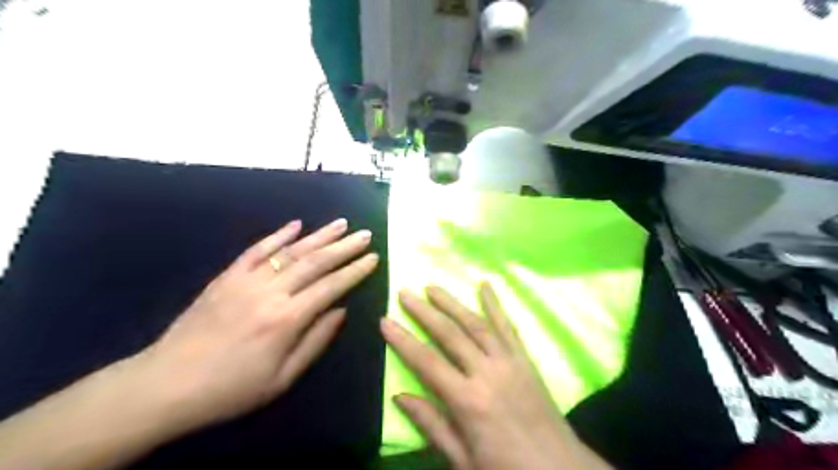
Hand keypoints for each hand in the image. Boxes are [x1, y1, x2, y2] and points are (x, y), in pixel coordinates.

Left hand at [136, 218, 378, 434]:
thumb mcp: (283, 378)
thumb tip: (341, 310)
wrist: (166, 385)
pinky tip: (296, 224)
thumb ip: (316, 341)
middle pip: (315, 262)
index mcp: (287, 319)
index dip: (355, 270)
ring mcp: (246, 280)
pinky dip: (278, 235)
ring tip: (341, 224)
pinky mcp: (226, 277)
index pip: (331, 286)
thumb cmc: (231, 389)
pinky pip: (256, 250)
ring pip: (290, 251)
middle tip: (365, 235)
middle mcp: (270, 293)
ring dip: (319, 235)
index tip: (373, 258)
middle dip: (344, 247)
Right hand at [382, 282, 613, 469]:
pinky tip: (485, 285)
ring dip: (452, 303)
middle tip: (405, 292)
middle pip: (450, 334)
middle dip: (424, 312)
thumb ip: (432, 425)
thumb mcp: (463, 460)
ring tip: (433, 287)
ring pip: (476, 324)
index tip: (385, 320)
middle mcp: (487, 373)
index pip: (426, 362)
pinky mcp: (525, 360)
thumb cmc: (506, 469)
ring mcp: (509, 362)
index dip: (403, 340)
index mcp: (468, 401)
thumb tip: (400, 397)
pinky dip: (495, 305)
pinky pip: (508, 327)